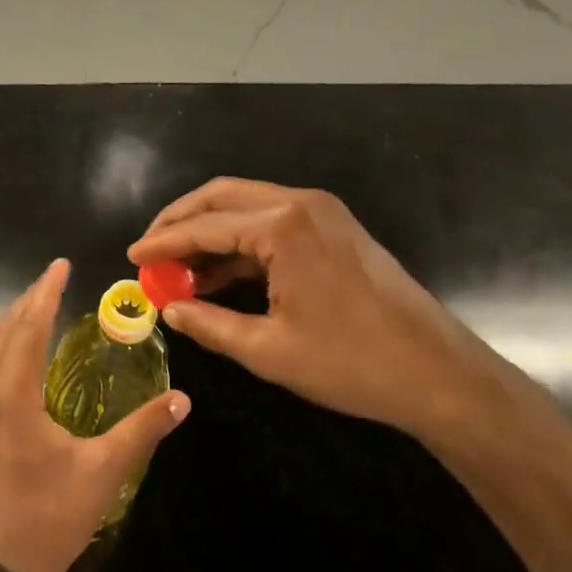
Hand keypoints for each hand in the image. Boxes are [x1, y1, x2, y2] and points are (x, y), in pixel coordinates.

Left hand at [0, 259, 189, 571]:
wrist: (3, 565)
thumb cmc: (54, 515)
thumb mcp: (105, 471)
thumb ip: (143, 430)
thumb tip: (182, 399)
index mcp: (13, 398)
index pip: (28, 329)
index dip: (45, 294)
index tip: (60, 267)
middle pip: (2, 333)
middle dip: (27, 302)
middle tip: (53, 280)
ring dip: (11, 325)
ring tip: (37, 307)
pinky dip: (0, 350)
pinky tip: (18, 356)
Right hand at [128, 178, 521, 440]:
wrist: (439, 374)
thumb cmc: (351, 363)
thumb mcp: (268, 350)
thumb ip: (209, 324)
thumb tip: (168, 310)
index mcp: (283, 226)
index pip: (204, 225)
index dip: (162, 243)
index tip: (131, 258)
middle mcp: (300, 204)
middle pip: (221, 197)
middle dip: (179, 222)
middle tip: (149, 252)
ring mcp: (321, 213)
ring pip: (245, 206)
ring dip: (208, 232)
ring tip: (175, 269)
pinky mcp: (333, 229)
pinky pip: (270, 223)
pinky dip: (238, 243)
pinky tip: (216, 273)